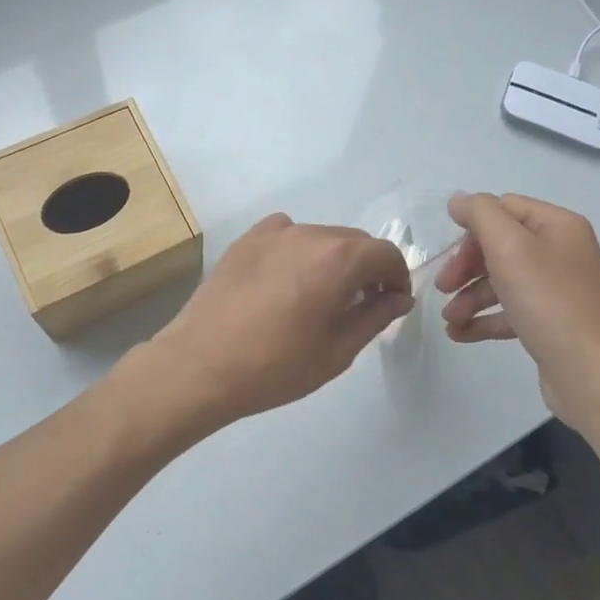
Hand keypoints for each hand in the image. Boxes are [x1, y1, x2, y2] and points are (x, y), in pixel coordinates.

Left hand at [148, 213, 412, 426]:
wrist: (201, 365)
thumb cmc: (276, 366)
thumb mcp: (338, 351)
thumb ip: (375, 316)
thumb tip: (398, 297)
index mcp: (339, 259)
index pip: (386, 254)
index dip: (397, 277)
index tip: (392, 303)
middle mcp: (310, 233)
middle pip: (354, 242)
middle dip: (367, 269)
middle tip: (360, 305)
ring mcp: (274, 233)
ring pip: (320, 237)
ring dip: (332, 260)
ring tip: (318, 297)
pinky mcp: (247, 239)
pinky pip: (286, 234)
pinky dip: (298, 250)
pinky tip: (285, 280)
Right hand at [435, 192, 599, 424]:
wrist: (593, 376)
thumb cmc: (550, 304)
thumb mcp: (510, 248)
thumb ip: (481, 215)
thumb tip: (459, 201)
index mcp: (558, 226)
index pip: (504, 208)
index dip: (471, 228)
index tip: (447, 254)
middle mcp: (562, 252)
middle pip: (500, 245)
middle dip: (466, 266)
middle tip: (442, 288)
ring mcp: (559, 289)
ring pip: (503, 280)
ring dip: (470, 296)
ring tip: (449, 319)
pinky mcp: (552, 323)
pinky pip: (511, 311)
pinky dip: (485, 318)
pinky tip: (459, 334)